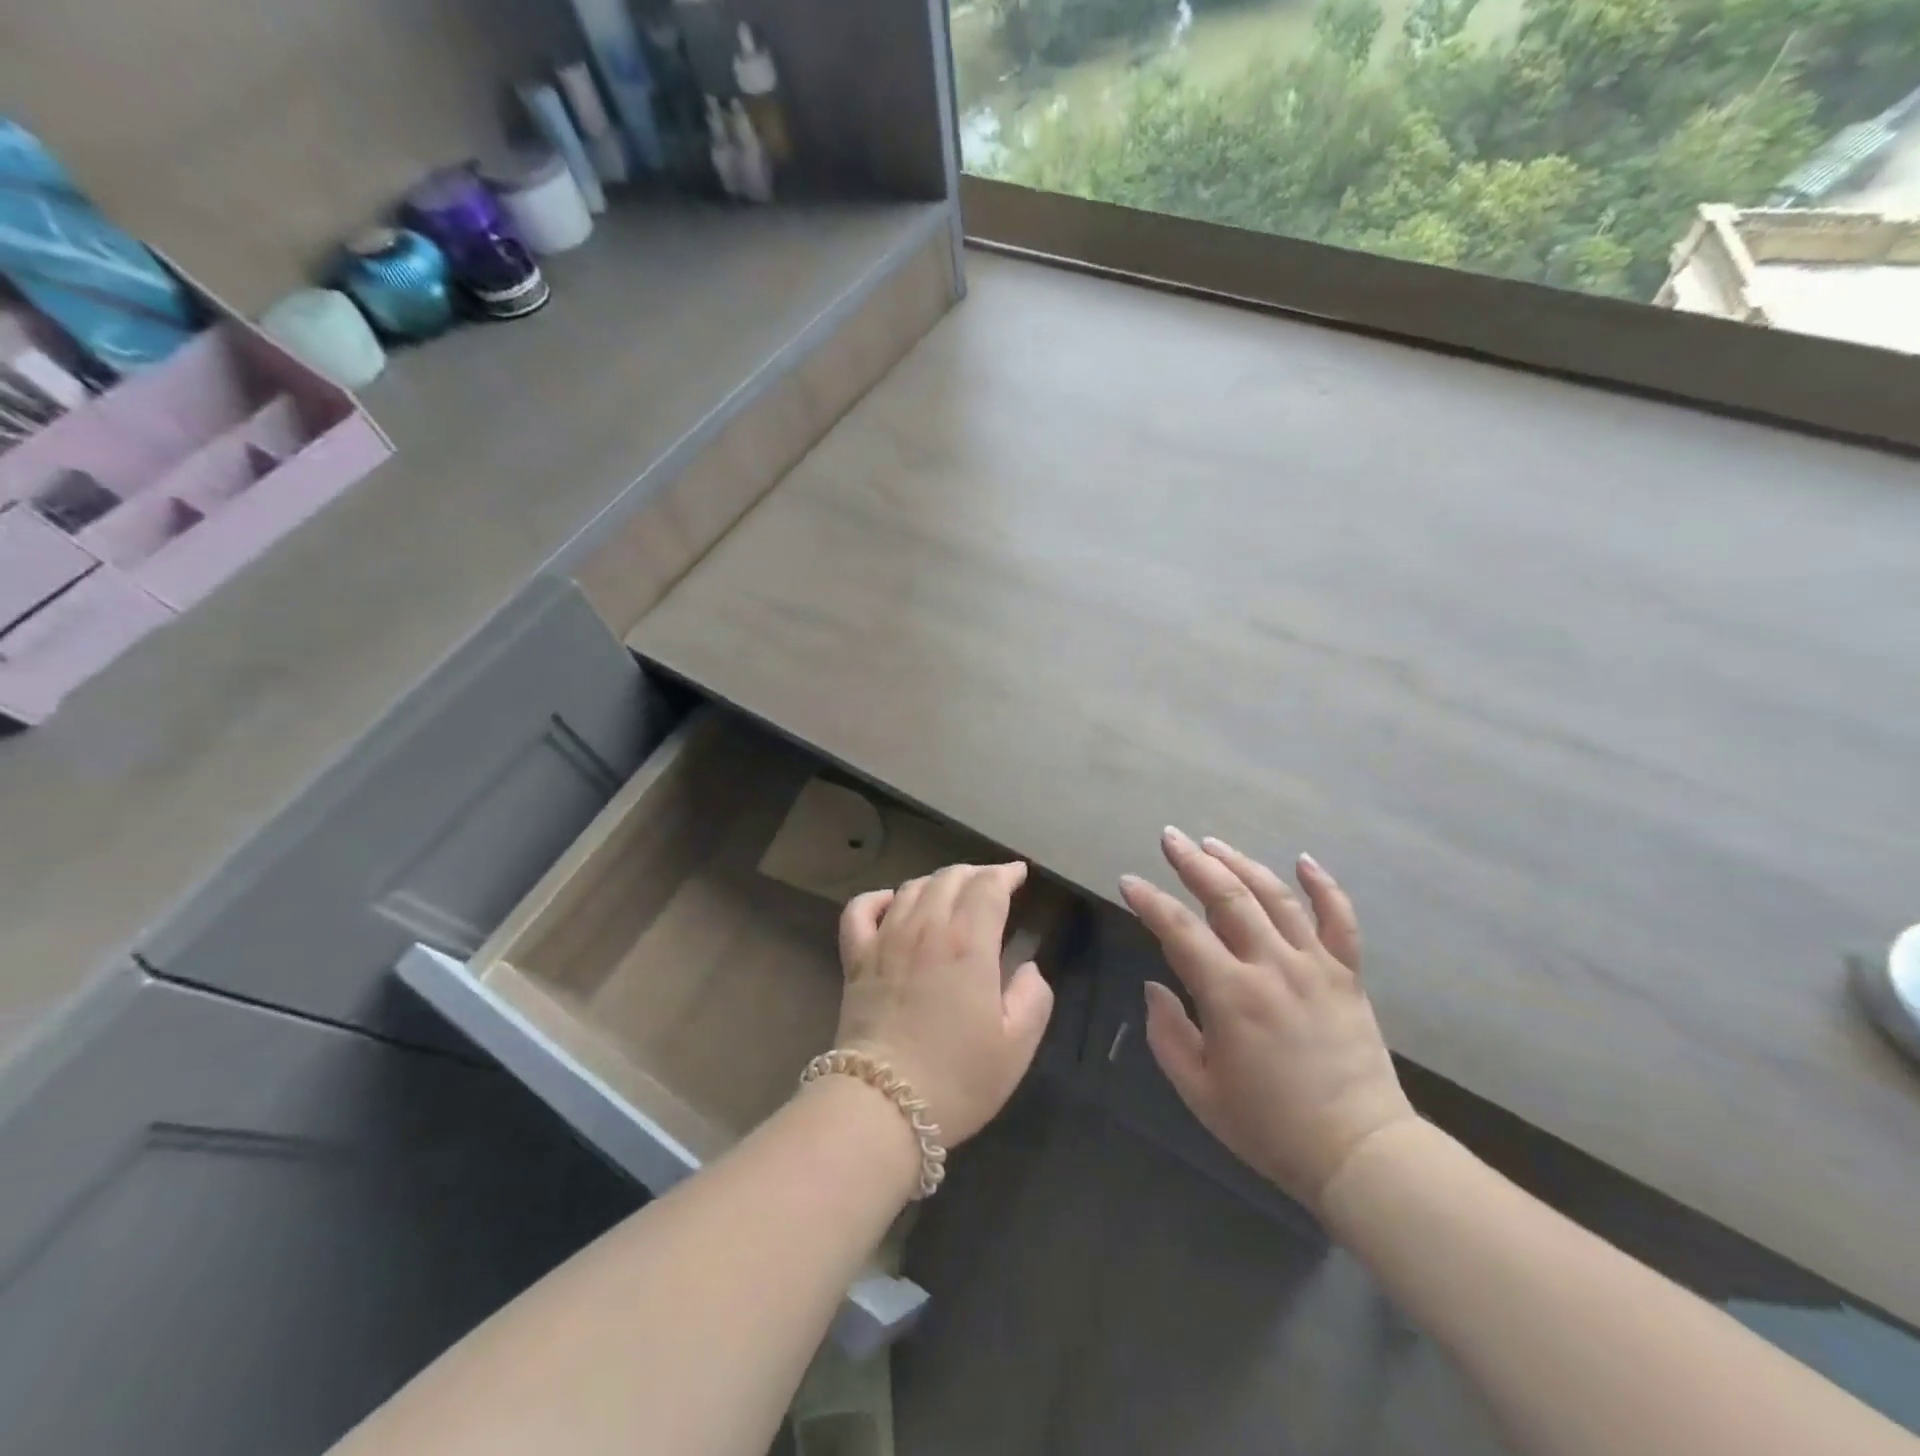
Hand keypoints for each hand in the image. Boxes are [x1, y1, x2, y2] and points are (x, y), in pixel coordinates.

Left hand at [837, 862, 1054, 1146]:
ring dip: (936, 882)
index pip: (988, 887)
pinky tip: (891, 903)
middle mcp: (926, 928)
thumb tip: (1027, 968)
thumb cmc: (957, 1077)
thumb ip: (1033, 998)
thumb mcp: (1016, 1045)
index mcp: (969, 943)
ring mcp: (885, 939)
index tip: (1019, 874)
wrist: (882, 1105)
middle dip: (975, 873)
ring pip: (912, 887)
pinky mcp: (855, 958)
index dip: (1006, 874)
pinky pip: (860, 910)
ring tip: (951, 893)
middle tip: (991, 884)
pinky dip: (878, 898)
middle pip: (950, 878)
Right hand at [1120, 829, 1416, 1211]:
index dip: (1149, 901)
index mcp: (1231, 995)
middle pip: (1228, 896)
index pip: (1179, 930)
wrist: (1359, 1153)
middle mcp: (1272, 966)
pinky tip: (1303, 860)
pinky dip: (1322, 886)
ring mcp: (1315, 965)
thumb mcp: (1199, 1090)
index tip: (1128, 882)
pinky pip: (1339, 919)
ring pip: (1275, 897)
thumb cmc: (1270, 1127)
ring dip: (1241, 863)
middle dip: (1193, 862)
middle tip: (1170, 837)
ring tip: (1213, 843)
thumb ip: (1167, 1034)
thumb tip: (1154, 986)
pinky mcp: (1347, 975)